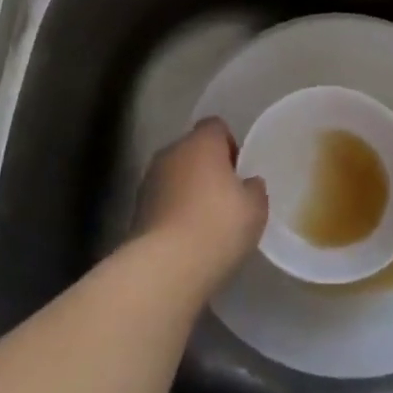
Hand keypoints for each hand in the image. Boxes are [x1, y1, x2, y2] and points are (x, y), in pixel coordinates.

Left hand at [134, 119, 267, 295]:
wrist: (166, 266)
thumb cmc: (219, 226)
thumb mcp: (255, 208)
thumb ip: (254, 188)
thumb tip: (247, 183)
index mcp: (201, 143)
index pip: (215, 126)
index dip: (229, 144)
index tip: (238, 171)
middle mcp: (171, 153)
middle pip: (192, 150)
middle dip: (207, 167)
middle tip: (226, 196)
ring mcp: (149, 180)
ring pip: (175, 175)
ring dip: (188, 189)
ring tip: (206, 220)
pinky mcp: (136, 209)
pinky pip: (163, 200)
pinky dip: (174, 210)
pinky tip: (187, 236)